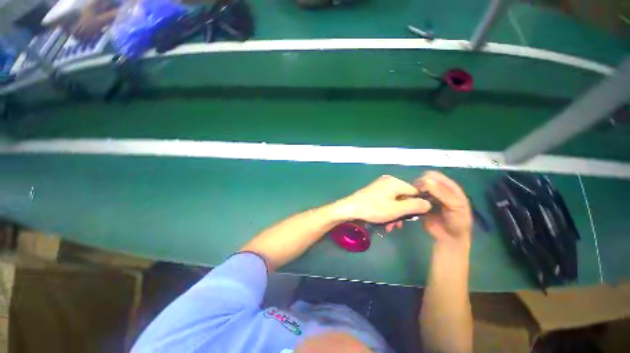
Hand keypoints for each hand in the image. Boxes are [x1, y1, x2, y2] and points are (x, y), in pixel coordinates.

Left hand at [339, 175, 431, 223]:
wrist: (349, 209)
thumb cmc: (373, 209)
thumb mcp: (396, 210)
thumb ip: (415, 206)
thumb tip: (429, 203)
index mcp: (394, 182)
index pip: (414, 192)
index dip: (416, 205)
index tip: (413, 218)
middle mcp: (388, 181)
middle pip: (404, 197)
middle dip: (402, 213)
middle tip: (397, 225)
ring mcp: (380, 186)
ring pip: (394, 201)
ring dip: (394, 215)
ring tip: (389, 227)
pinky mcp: (374, 192)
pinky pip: (386, 201)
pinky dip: (387, 211)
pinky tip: (384, 222)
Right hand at [415, 171, 471, 247]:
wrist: (449, 238)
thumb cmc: (457, 222)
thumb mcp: (455, 207)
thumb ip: (442, 193)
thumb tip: (426, 180)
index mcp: (449, 188)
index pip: (435, 176)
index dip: (427, 179)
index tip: (421, 187)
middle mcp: (438, 190)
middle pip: (424, 180)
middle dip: (419, 185)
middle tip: (416, 194)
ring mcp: (429, 196)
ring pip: (417, 187)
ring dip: (413, 191)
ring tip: (413, 199)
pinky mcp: (421, 203)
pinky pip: (413, 197)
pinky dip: (410, 198)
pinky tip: (410, 202)